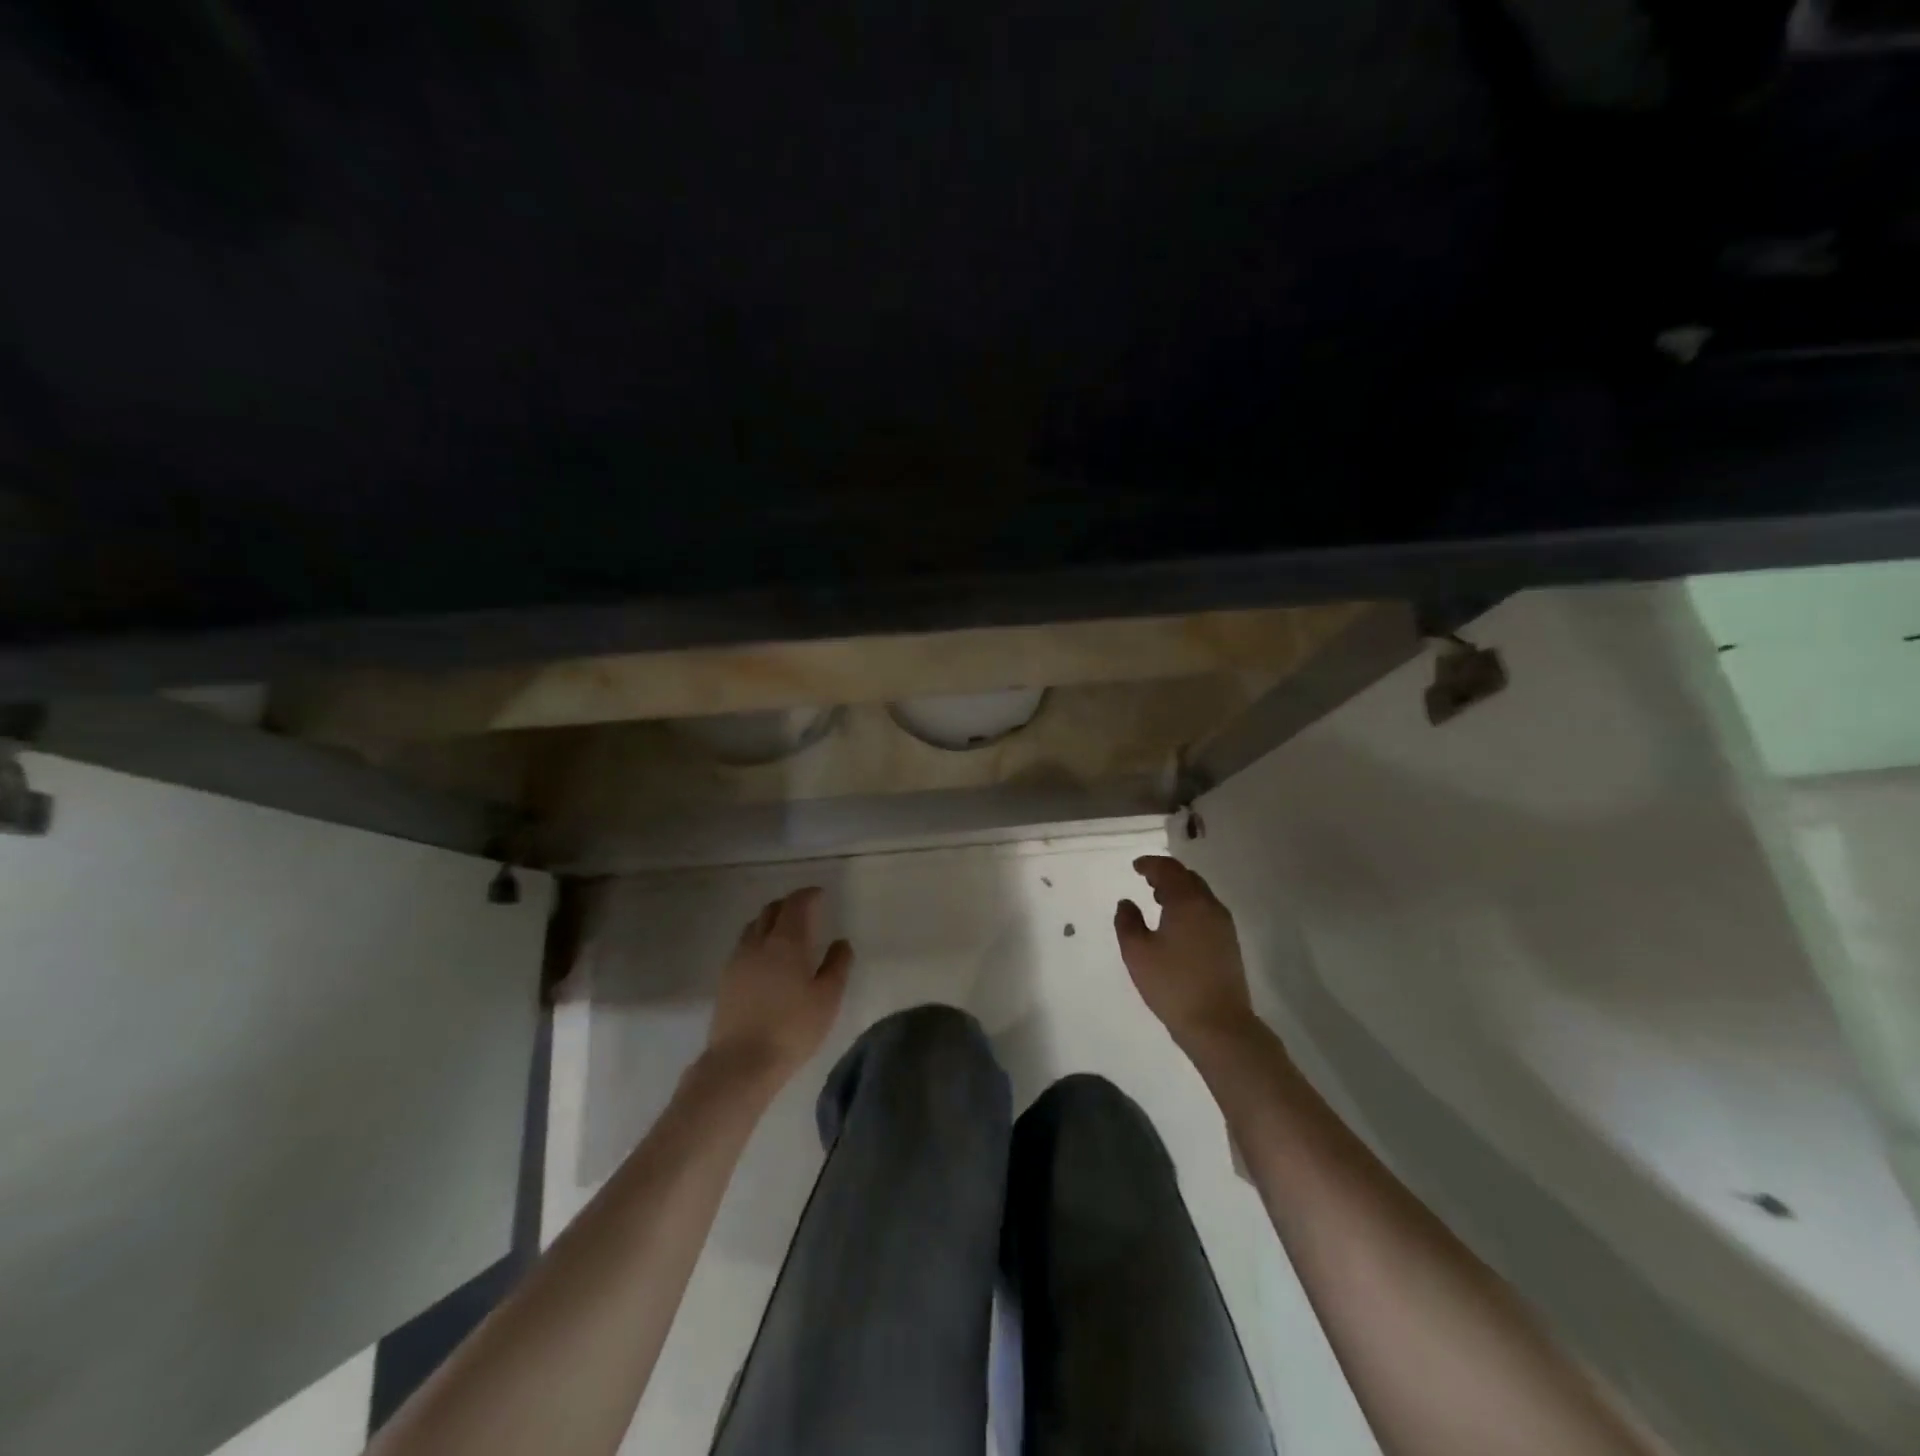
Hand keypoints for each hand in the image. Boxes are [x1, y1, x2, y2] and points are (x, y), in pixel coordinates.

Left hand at [706, 887, 852, 1083]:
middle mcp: (758, 943)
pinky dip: (758, 940)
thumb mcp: (827, 998)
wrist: (740, 1063)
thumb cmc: (792, 1029)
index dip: (808, 895)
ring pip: (754, 927)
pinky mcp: (725, 980)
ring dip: (770, 921)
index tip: (820, 895)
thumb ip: (837, 965)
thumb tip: (841, 942)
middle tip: (805, 911)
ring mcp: (737, 960)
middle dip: (789, 905)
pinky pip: (743, 946)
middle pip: (771, 910)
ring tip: (785, 933)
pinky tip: (766, 959)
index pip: (796, 904)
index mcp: (786, 941)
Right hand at [1115, 856, 1255, 1051]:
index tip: (1136, 866)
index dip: (1150, 864)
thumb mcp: (1137, 952)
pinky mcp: (1229, 942)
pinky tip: (1177, 923)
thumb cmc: (1172, 985)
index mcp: (1187, 902)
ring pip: (1200, 894)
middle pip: (1188, 877)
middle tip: (1146, 879)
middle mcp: (1209, 906)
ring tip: (1159, 899)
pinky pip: (1206, 910)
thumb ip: (1127, 922)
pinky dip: (1190, 905)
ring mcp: (1223, 925)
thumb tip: (1127, 902)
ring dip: (1179, 890)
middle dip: (1166, 874)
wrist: (1218, 1024)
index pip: (1168, 870)